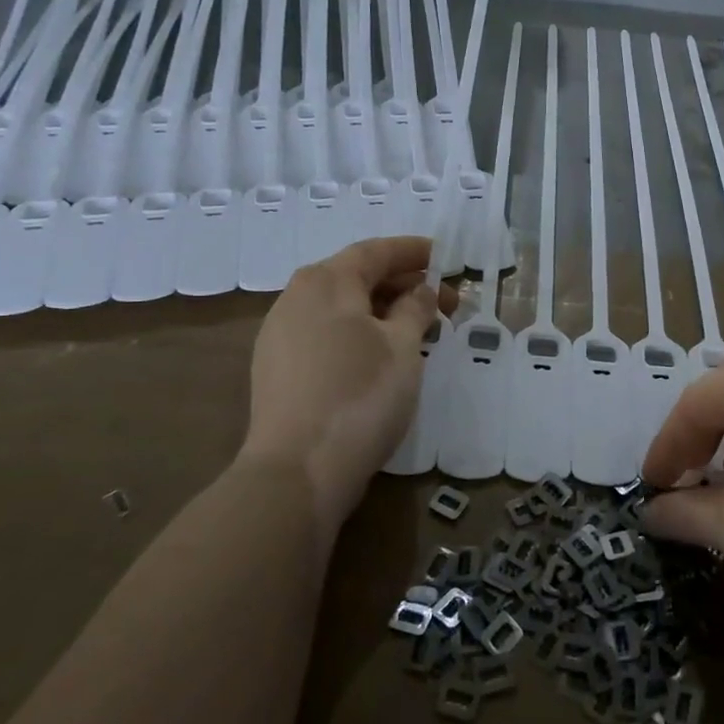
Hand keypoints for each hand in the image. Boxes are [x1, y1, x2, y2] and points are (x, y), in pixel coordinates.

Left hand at [241, 237, 447, 527]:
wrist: (298, 471)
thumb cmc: (360, 395)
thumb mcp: (402, 346)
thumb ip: (415, 308)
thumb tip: (421, 290)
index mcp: (326, 282)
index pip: (375, 252)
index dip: (413, 252)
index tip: (444, 257)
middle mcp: (296, 298)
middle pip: (357, 278)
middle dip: (404, 286)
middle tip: (446, 304)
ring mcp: (280, 336)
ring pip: (341, 310)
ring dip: (383, 312)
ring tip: (419, 331)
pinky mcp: (277, 370)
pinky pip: (326, 335)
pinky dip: (359, 334)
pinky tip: (382, 357)